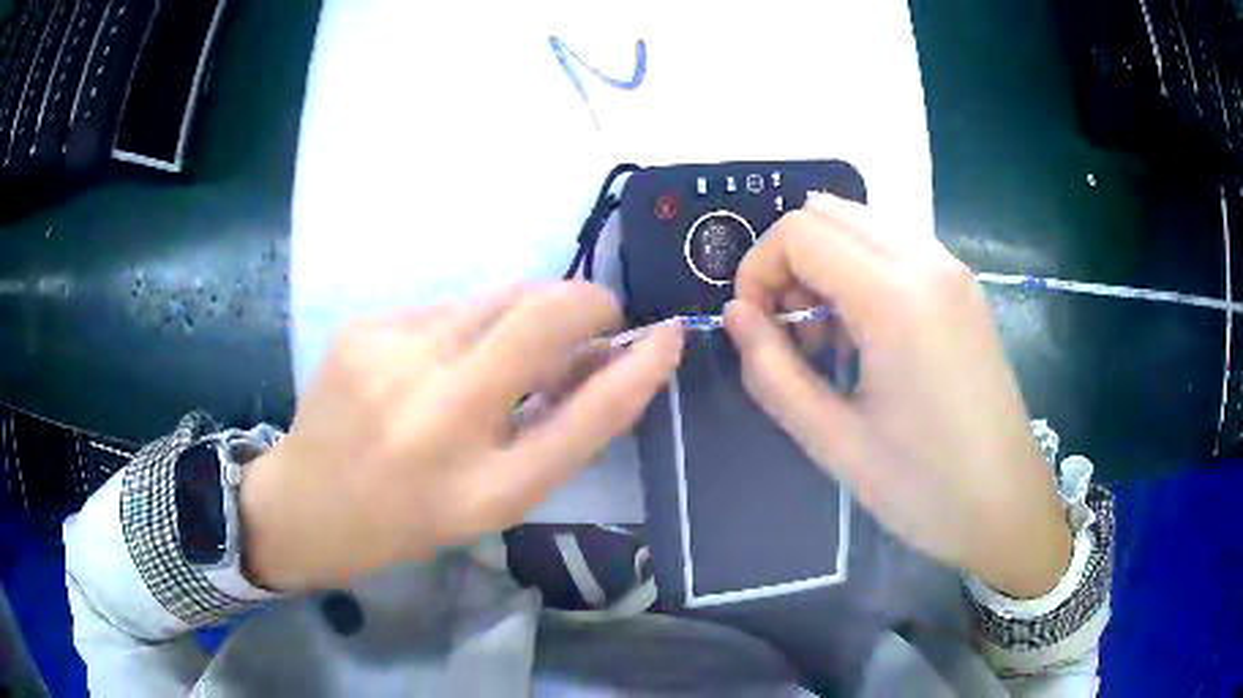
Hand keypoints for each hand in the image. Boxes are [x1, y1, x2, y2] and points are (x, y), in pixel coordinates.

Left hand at [240, 283, 682, 591]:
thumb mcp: (489, 500)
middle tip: (594, 322)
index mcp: (479, 489)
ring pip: (496, 299)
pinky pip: (448, 309)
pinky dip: (470, 326)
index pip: (583, 418)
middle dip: (586, 304)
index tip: (668, 334)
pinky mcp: (364, 328)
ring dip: (526, 316)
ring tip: (503, 357)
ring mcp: (392, 358)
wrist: (305, 504)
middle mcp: (436, 416)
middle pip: (540, 315)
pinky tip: (439, 363)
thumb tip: (608, 359)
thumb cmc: (406, 518)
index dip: (636, 370)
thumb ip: (552, 432)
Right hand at [724, 193, 1069, 598]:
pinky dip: (861, 271)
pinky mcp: (963, 287)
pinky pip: (895, 247)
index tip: (756, 329)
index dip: (757, 271)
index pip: (799, 233)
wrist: (1006, 506)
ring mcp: (952, 270)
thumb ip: (772, 372)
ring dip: (826, 264)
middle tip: (790, 332)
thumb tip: (735, 315)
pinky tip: (868, 336)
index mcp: (895, 297)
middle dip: (790, 261)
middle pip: (828, 212)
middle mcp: (927, 262)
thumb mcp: (833, 441)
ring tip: (829, 340)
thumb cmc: (923, 488)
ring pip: (862, 224)